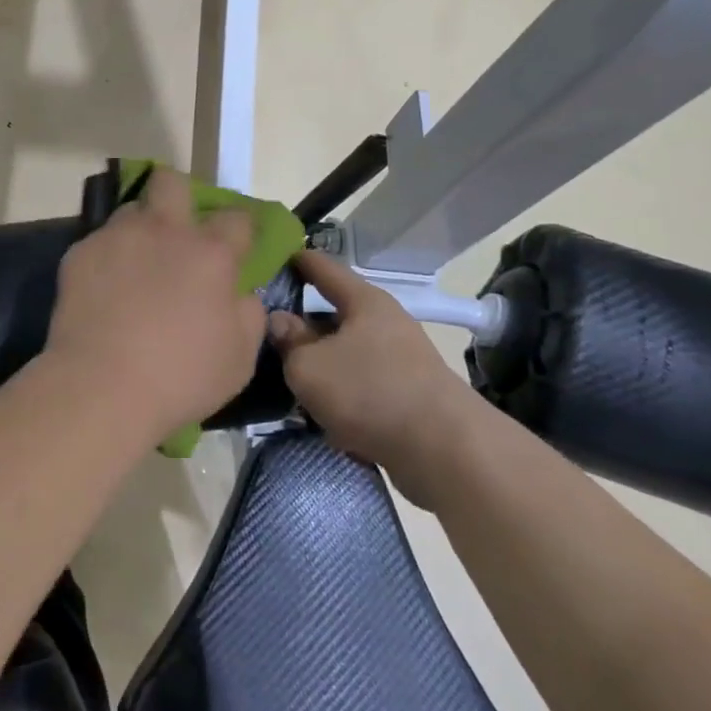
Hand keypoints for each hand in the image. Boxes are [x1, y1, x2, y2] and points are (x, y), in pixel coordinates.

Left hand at [44, 167, 265, 441]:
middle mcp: (164, 231)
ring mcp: (118, 237)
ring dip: (140, 228)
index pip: (237, 217)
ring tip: (136, 263)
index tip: (237, 245)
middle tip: (177, 229)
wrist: (101, 386)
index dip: (241, 228)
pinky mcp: (80, 252)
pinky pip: (99, 242)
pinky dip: (108, 259)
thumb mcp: (240, 358)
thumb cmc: (180, 377)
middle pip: (171, 182)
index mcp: (210, 253)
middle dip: (178, 195)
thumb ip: (248, 314)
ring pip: (131, 210)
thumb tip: (241, 293)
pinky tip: (104, 290)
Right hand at [267, 251, 494, 508]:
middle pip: (333, 312)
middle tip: (264, 328)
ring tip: (286, 374)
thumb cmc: (370, 393)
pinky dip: (339, 391)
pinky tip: (318, 408)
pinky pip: (361, 382)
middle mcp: (385, 322)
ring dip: (320, 361)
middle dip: (301, 321)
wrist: (446, 454)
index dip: (293, 259)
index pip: (322, 266)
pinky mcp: (408, 395)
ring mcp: (400, 359)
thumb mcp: (309, 366)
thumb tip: (279, 321)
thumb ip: (289, 341)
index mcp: (364, 301)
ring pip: (346, 351)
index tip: (265, 256)